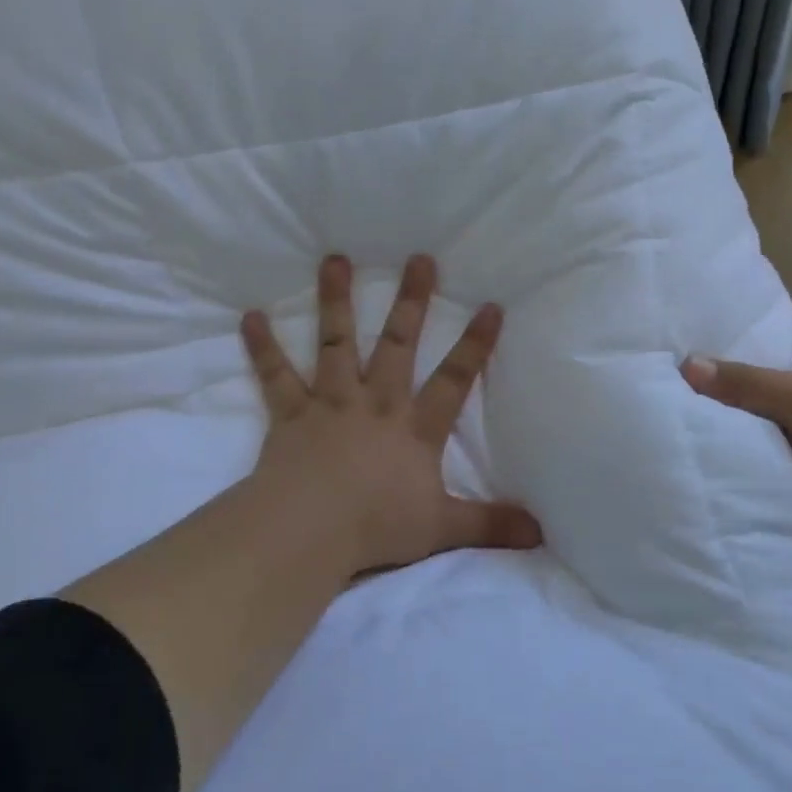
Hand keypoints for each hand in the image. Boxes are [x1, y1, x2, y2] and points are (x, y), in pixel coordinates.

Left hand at [240, 253, 542, 584]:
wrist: (308, 530)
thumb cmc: (376, 526)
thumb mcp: (442, 528)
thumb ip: (490, 524)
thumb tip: (541, 532)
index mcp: (415, 428)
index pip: (454, 380)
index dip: (475, 345)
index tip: (490, 305)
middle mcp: (376, 403)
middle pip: (398, 344)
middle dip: (411, 301)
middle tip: (419, 258)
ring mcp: (331, 403)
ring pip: (336, 343)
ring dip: (336, 301)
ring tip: (334, 259)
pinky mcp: (291, 414)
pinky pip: (276, 375)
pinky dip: (263, 347)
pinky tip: (250, 317)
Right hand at [681, 324, 791, 541]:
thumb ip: (742, 381)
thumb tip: (685, 364)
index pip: (776, 328)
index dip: (743, 323)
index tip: (700, 324)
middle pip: (759, 374)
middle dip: (723, 375)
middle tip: (671, 372)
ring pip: (758, 415)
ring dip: (730, 418)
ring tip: (674, 411)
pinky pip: (764, 450)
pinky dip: (743, 451)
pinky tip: (706, 451)